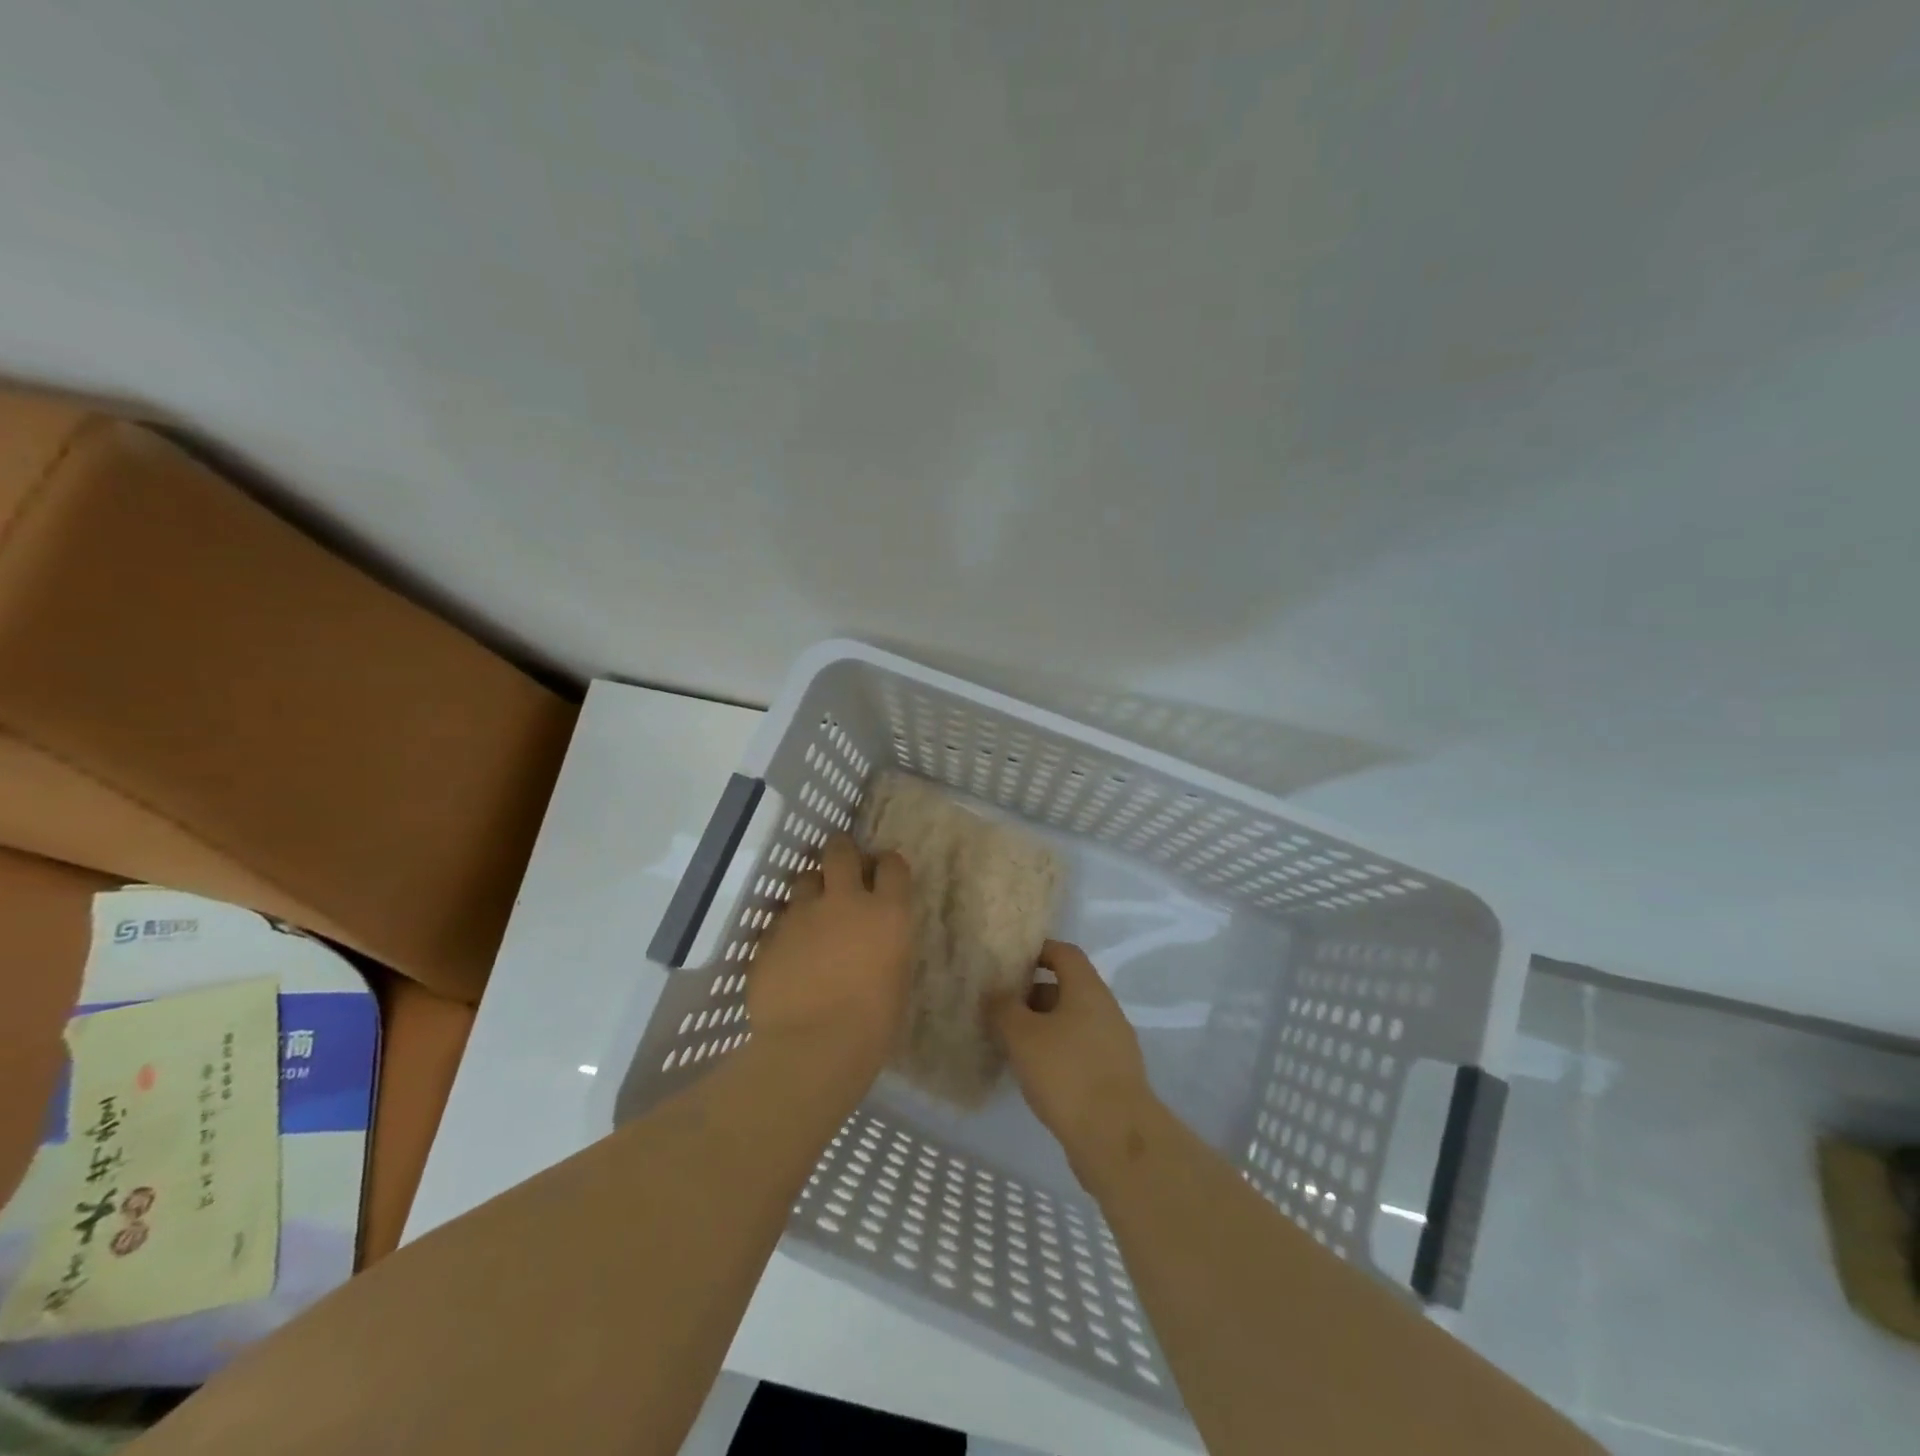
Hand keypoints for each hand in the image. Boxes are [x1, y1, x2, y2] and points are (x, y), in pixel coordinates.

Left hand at [747, 833, 912, 1089]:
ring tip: (812, 911)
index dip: (887, 865)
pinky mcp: (770, 935)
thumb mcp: (897, 976)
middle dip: (841, 852)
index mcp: (887, 912)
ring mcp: (801, 915)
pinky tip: (789, 950)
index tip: (882, 874)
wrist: (813, 1048)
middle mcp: (844, 901)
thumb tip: (876, 935)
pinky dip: (787, 927)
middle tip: (842, 867)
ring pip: (804, 879)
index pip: (892, 865)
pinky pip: (780, 919)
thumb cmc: (873, 1024)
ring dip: (811, 889)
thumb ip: (887, 943)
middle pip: (840, 851)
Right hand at [990, 941, 1155, 1175]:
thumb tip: (994, 993)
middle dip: (1032, 994)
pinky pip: (1079, 1050)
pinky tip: (1033, 1072)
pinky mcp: (1113, 1076)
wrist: (1115, 1137)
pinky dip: (1056, 1052)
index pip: (1064, 953)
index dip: (1037, 950)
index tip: (1009, 961)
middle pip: (1066, 988)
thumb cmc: (1066, 1073)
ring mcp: (1113, 1044)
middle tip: (1000, 1006)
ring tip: (1010, 1042)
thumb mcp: (1022, 1035)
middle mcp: (1105, 1009)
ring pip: (1071, 1021)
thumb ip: (1003, 1008)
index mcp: (1088, 989)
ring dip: (1042, 1026)